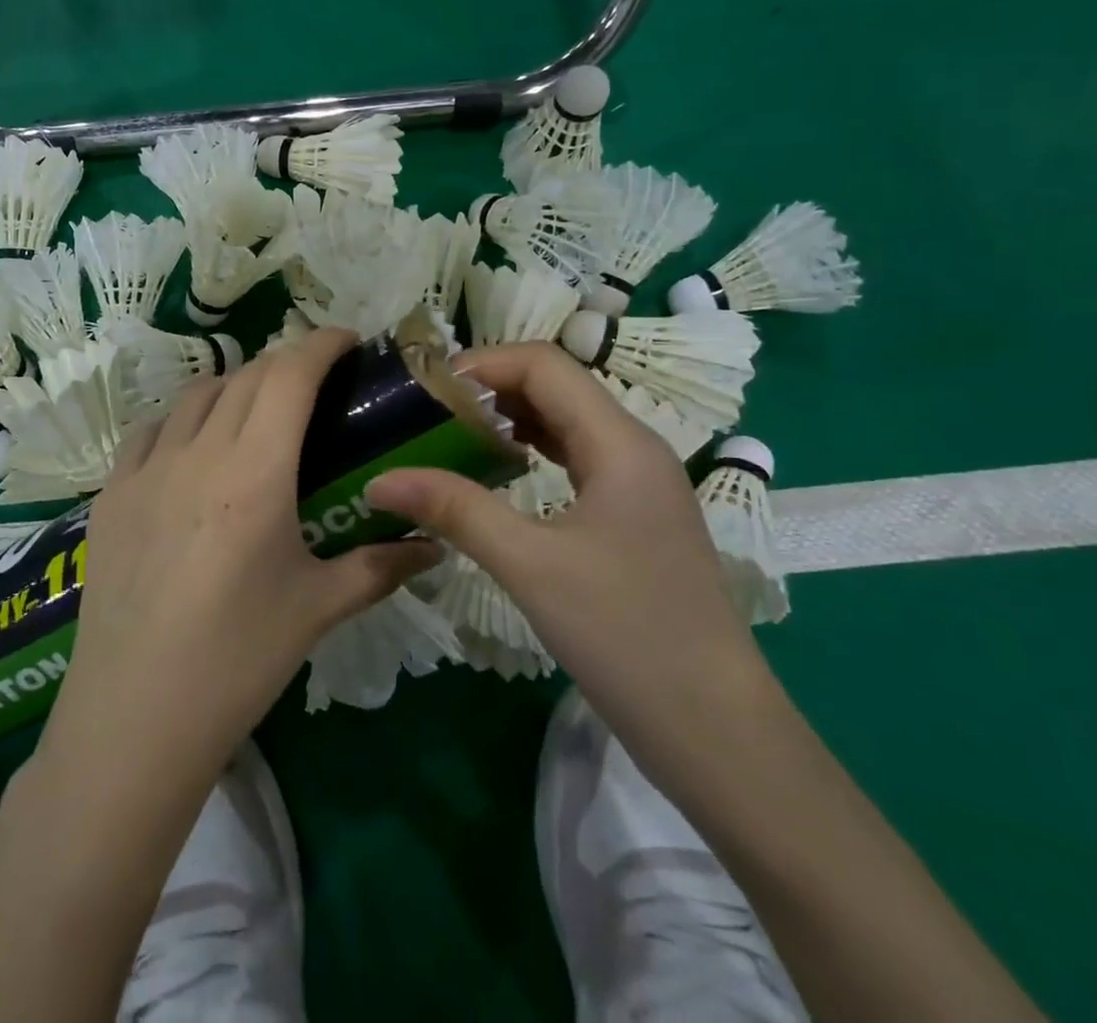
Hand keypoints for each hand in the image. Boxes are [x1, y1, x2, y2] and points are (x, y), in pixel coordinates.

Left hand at [40, 327, 436, 781]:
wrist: (135, 715)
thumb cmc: (238, 659)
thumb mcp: (318, 608)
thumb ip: (381, 566)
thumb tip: (435, 547)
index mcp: (254, 471)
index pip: (290, 374)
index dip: (322, 344)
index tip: (349, 342)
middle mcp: (198, 452)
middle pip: (247, 375)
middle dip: (287, 364)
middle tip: (316, 385)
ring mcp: (145, 469)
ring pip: (195, 395)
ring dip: (235, 387)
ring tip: (257, 414)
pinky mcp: (110, 494)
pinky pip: (149, 431)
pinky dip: (182, 421)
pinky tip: (193, 450)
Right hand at [365, 341, 771, 765]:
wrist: (717, 732)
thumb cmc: (626, 635)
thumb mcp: (530, 565)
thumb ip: (455, 509)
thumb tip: (379, 480)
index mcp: (620, 442)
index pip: (544, 364)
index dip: (481, 364)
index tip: (425, 390)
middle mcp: (633, 448)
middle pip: (554, 387)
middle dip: (489, 389)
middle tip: (427, 414)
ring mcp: (637, 485)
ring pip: (564, 423)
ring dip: (508, 421)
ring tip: (449, 438)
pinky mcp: (633, 518)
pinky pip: (574, 460)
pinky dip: (529, 453)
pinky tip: (496, 475)